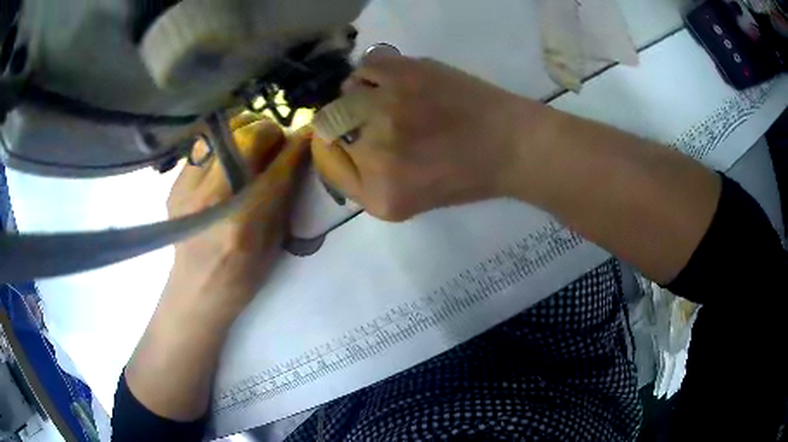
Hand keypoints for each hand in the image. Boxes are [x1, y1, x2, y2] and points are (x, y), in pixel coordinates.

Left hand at [164, 115, 309, 325]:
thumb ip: (284, 196)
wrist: (196, 290)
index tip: (309, 132)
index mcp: (243, 223)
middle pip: (246, 137)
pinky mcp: (175, 184)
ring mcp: (187, 189)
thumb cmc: (241, 276)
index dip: (297, 145)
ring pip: (220, 132)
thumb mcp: (274, 243)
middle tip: (276, 141)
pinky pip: (203, 144)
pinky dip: (223, 141)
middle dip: (269, 131)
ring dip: (244, 129)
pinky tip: (229, 154)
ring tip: (253, 141)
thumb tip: (296, 154)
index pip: (277, 168)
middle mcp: (211, 199)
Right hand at [311, 56, 543, 220]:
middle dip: (347, 123)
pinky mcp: (402, 73)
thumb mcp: (407, 201)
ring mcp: (384, 108)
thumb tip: (335, 147)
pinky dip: (375, 72)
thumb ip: (365, 182)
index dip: (334, 149)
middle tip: (375, 120)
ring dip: (360, 95)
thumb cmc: (466, 176)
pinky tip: (395, 81)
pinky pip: (366, 67)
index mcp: (377, 194)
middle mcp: (373, 152)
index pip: (328, 165)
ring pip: (345, 94)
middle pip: (330, 126)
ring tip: (390, 99)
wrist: (510, 144)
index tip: (349, 139)